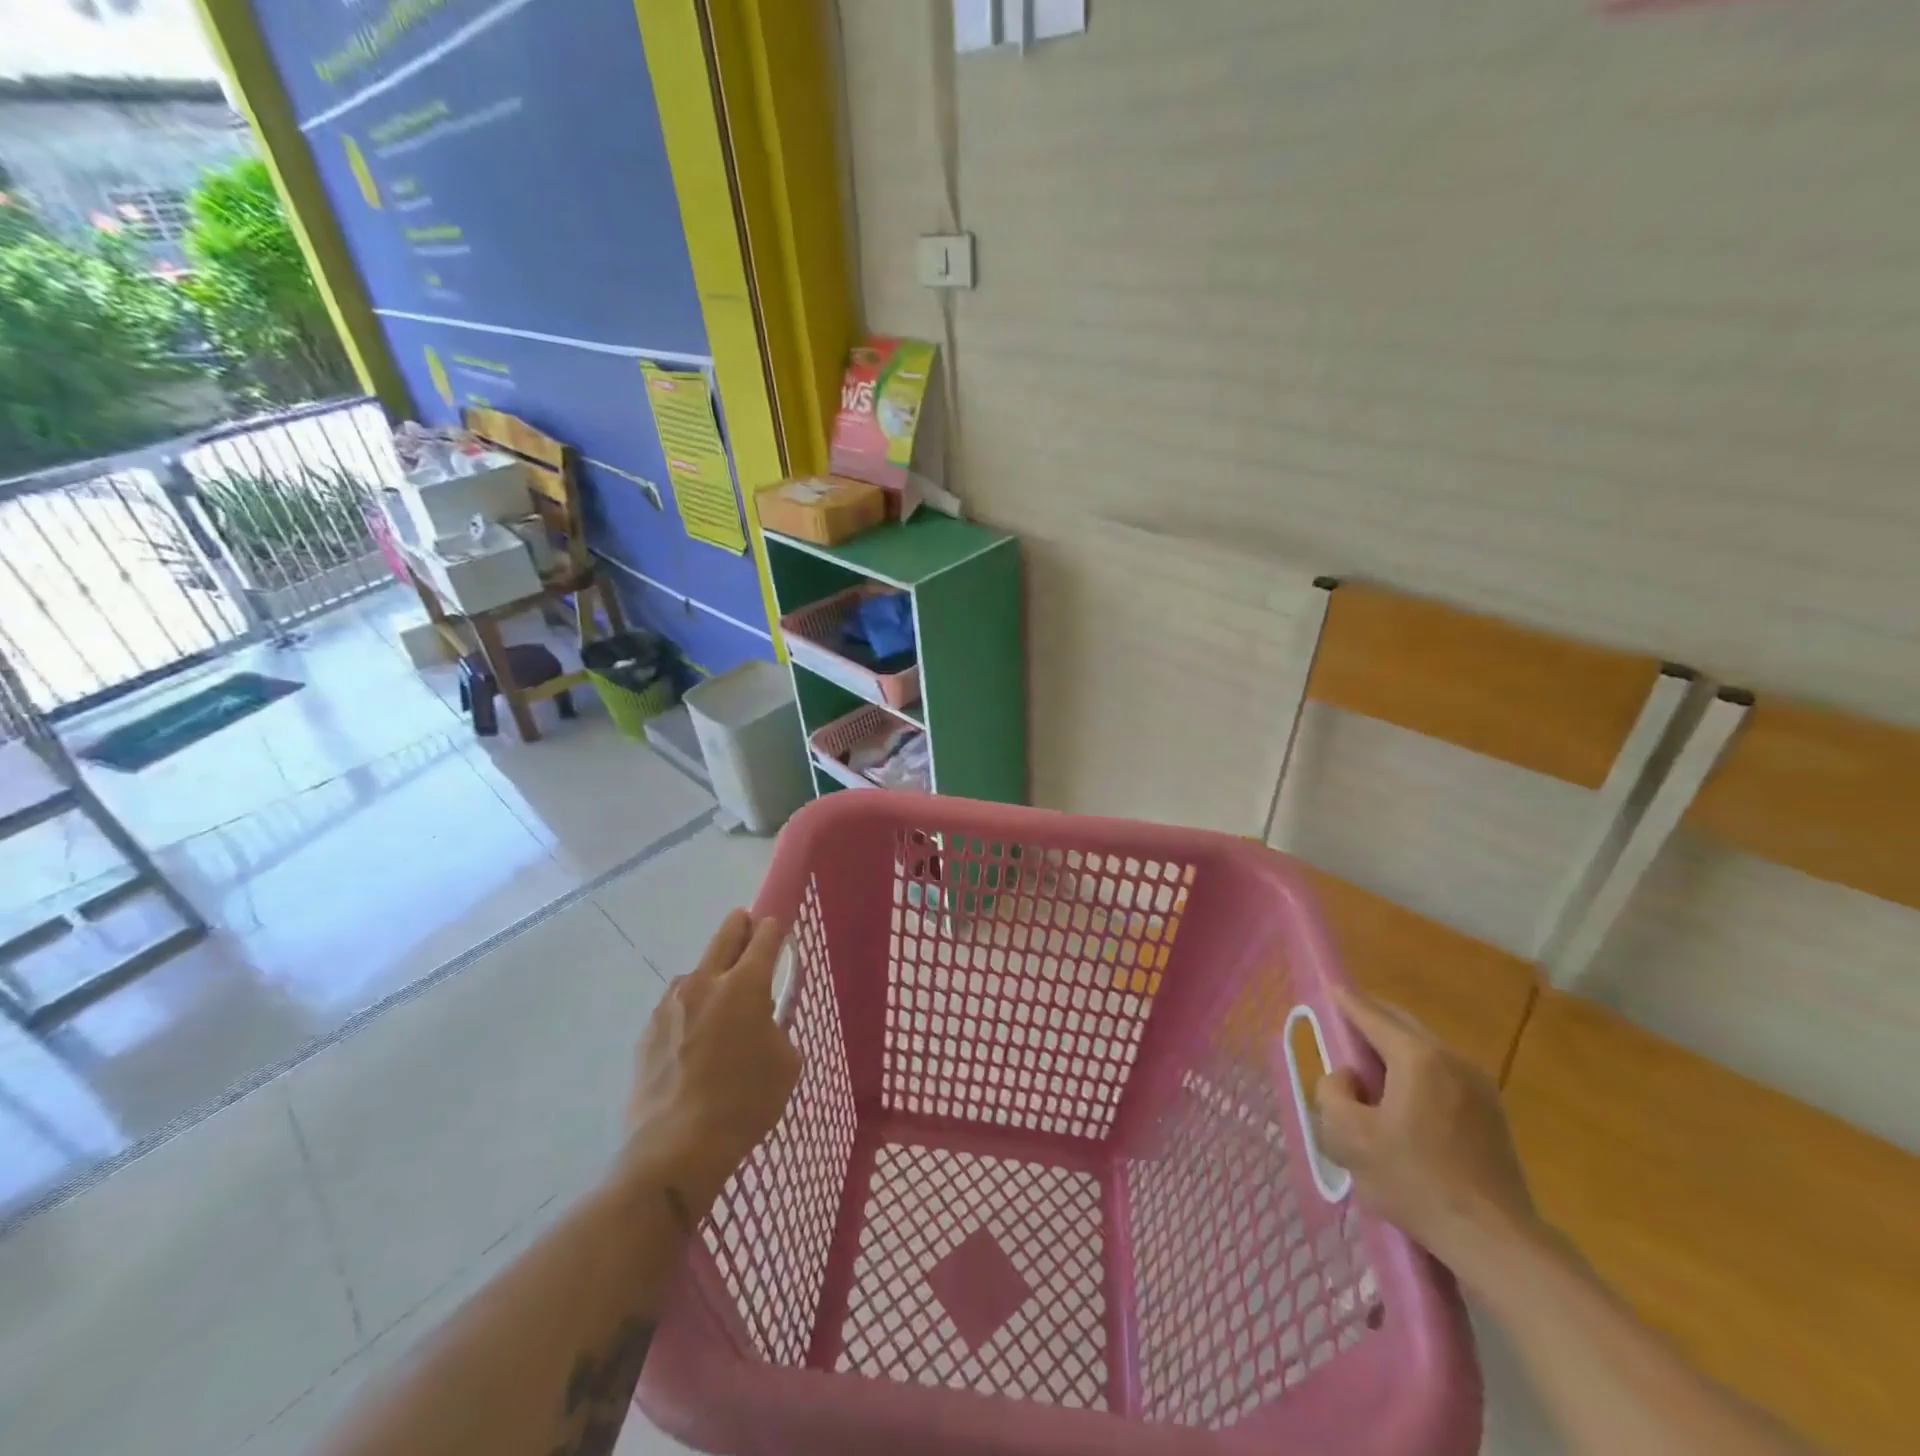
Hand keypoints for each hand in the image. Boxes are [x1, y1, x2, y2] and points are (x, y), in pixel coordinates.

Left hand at [619, 910, 802, 1219]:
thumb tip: (762, 1020)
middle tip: (750, 932)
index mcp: (746, 984)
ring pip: (697, 972)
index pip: (765, 936)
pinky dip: (690, 1010)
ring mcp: (670, 1003)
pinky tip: (694, 1042)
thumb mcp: (786, 1063)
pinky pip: (675, 1006)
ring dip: (712, 976)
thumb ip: (777, 1027)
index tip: (778, 930)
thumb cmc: (745, 1102)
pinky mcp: (648, 1030)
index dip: (774, 929)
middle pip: (726, 934)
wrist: (676, 1147)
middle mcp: (705, 981)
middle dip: (741, 927)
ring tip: (720, 1008)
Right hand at [1314, 986, 1541, 1283]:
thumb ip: (1332, 1093)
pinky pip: (1442, 1074)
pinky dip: (1416, 1071)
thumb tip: (1347, 1078)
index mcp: (1418, 1058)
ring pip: (1424, 1049)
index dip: (1345, 1000)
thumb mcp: (1349, 1138)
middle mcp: (1452, 1060)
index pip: (1371, 1015)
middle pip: (1401, 1025)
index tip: (1328, 987)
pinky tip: (1403, 1099)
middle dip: (1370, 1020)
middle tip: (1342, 1028)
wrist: (1497, 1242)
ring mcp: (1479, 1086)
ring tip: (1368, 1068)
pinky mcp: (1492, 1113)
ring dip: (1394, 1049)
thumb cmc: (1416, 1183)